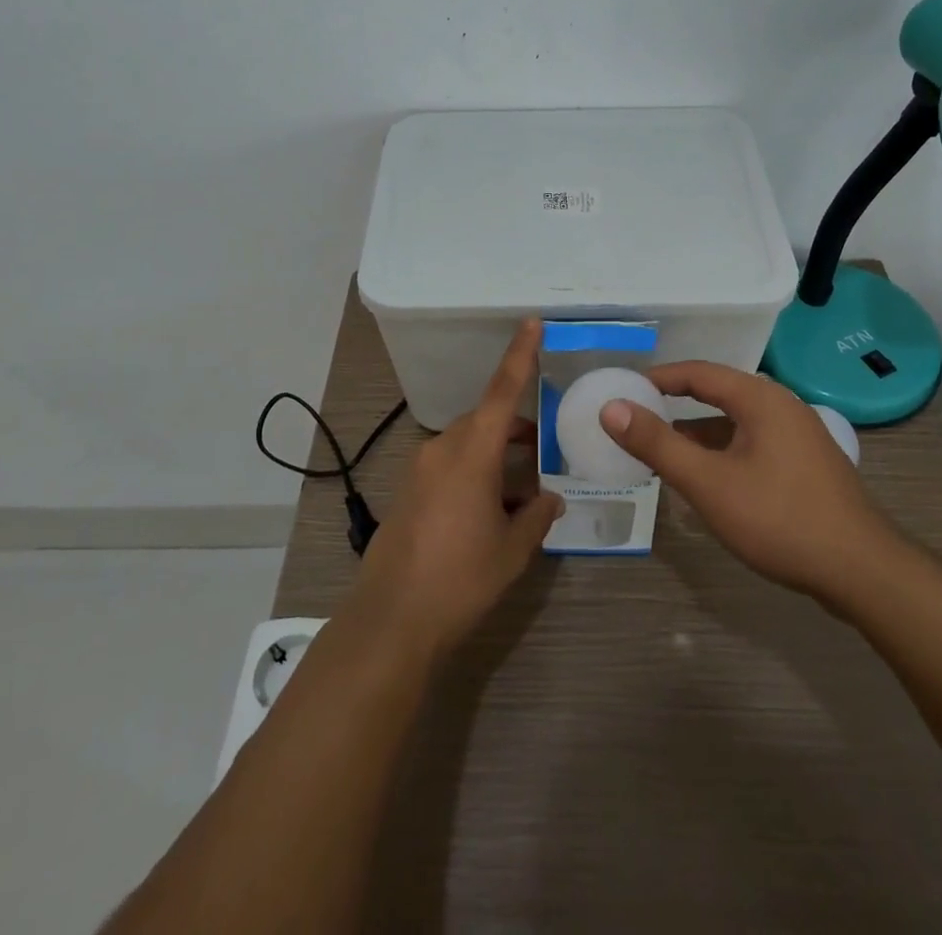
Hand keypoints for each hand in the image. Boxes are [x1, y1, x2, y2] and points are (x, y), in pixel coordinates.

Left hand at [350, 320, 563, 659]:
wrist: (391, 619)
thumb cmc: (460, 578)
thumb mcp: (511, 549)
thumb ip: (536, 517)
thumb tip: (550, 499)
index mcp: (471, 452)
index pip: (502, 391)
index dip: (520, 355)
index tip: (532, 323)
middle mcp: (442, 449)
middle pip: (484, 422)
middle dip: (514, 431)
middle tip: (544, 453)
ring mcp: (420, 469)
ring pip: (466, 445)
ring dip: (494, 456)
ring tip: (521, 490)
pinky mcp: (407, 491)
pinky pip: (448, 465)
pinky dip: (473, 473)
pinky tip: (489, 511)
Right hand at [600, 363, 900, 609]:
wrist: (863, 572)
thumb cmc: (780, 518)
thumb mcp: (708, 482)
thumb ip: (658, 444)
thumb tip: (611, 408)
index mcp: (760, 398)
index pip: (698, 373)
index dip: (658, 378)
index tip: (625, 390)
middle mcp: (782, 407)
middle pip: (718, 394)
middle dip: (676, 406)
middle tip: (639, 420)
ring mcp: (799, 436)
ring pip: (736, 423)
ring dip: (700, 434)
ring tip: (664, 452)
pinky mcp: (807, 465)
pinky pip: (753, 444)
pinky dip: (723, 452)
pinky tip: (709, 479)